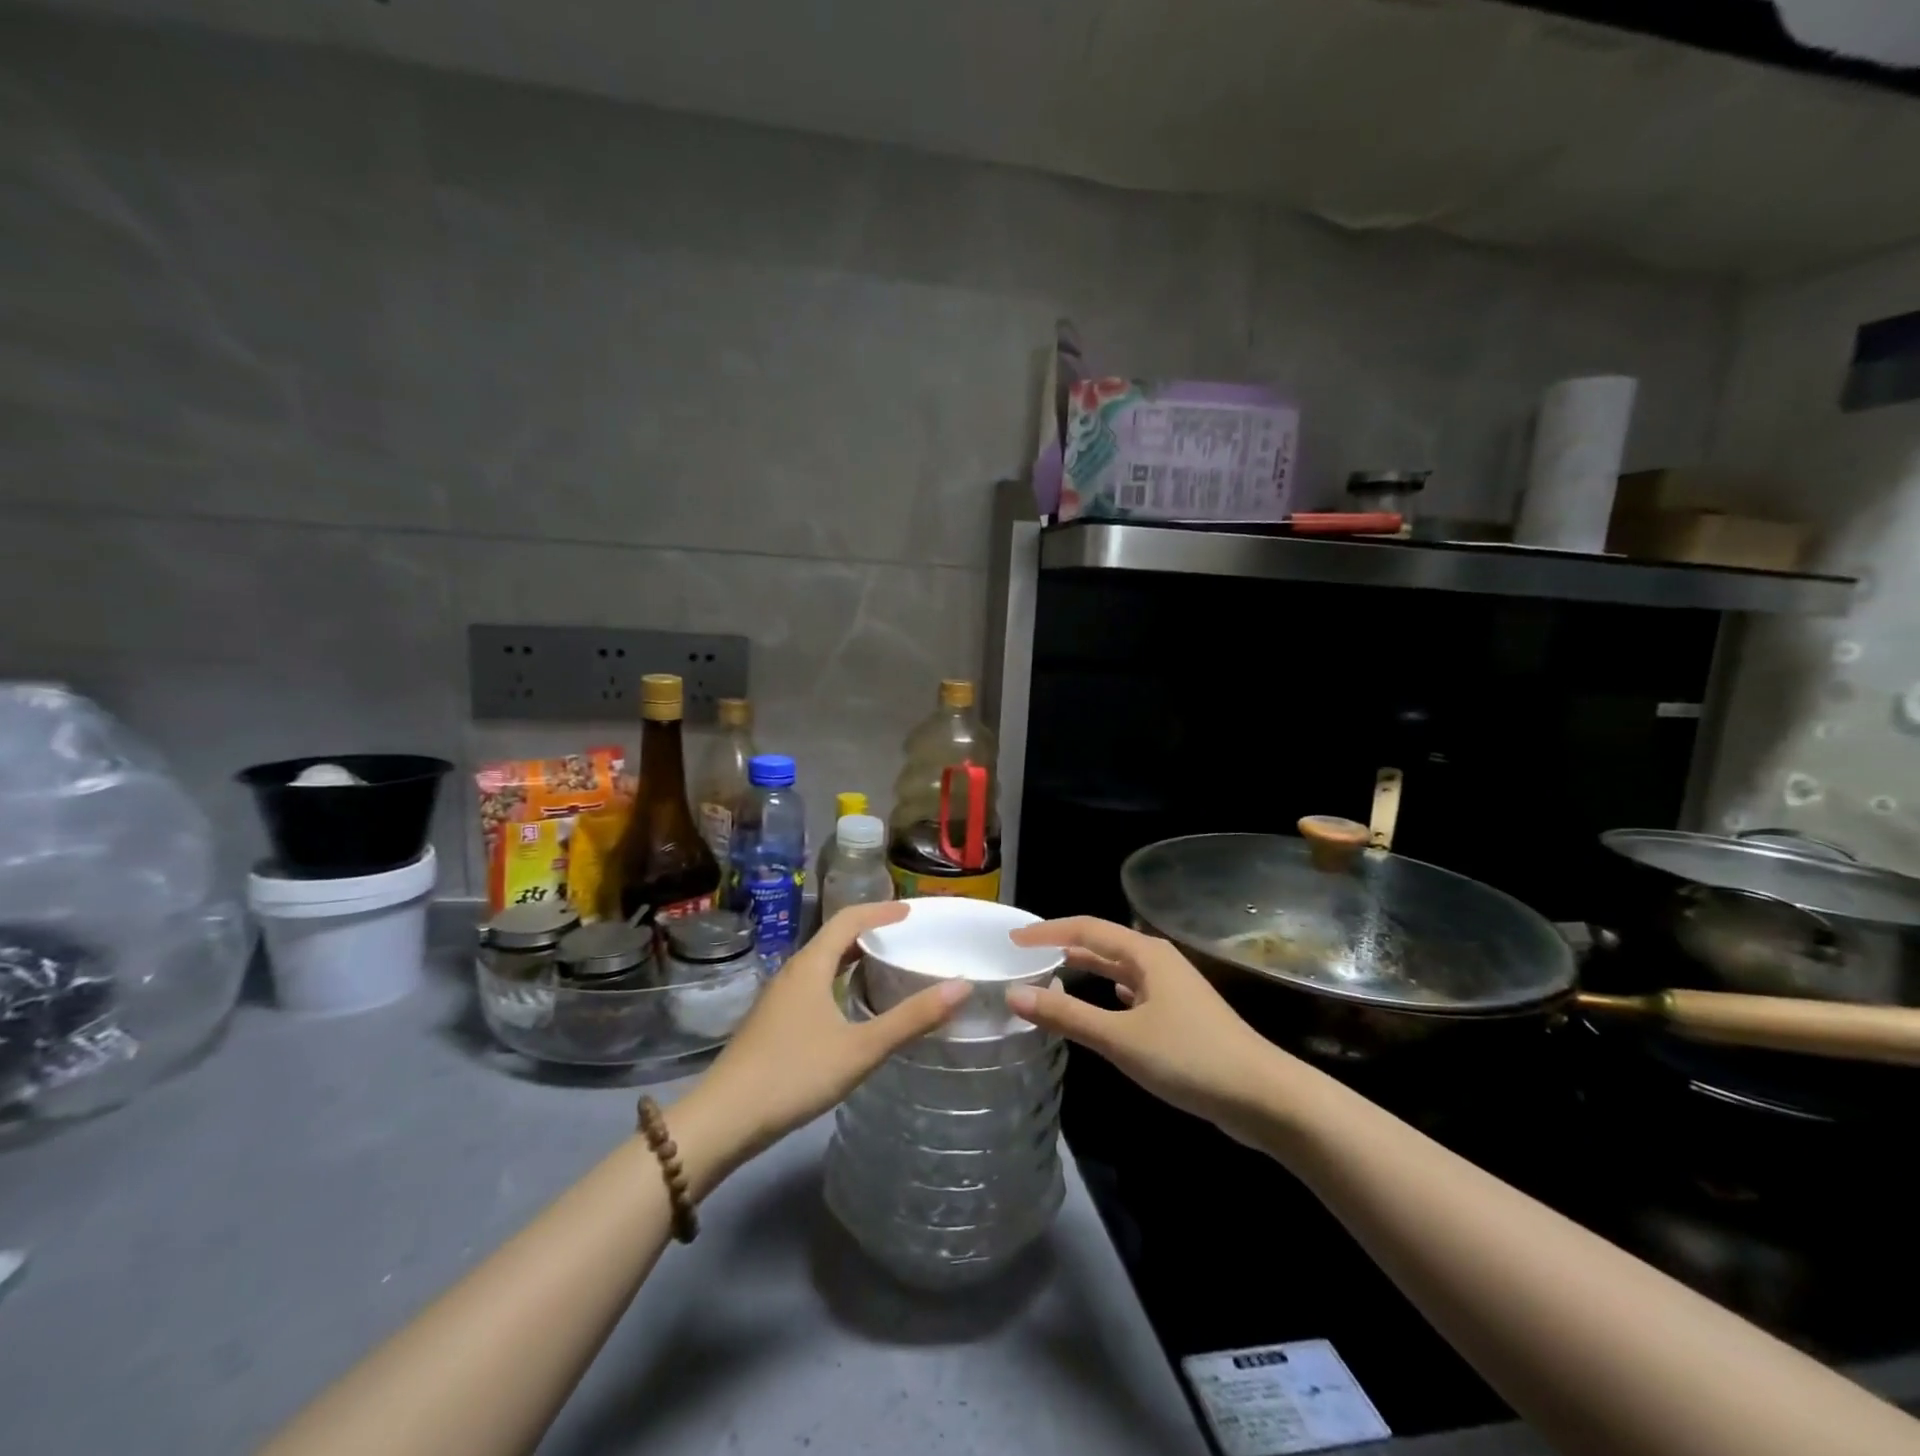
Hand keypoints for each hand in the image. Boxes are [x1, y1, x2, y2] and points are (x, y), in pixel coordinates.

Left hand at [672, 902, 967, 1190]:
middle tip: (905, 937)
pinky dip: (839, 981)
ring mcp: (779, 998)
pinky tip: (851, 1008)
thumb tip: (961, 986)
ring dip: (853, 957)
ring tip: (885, 966)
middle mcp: (793, 972)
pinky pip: (813, 984)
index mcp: (811, 965)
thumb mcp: (861, 1049)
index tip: (912, 911)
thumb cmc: (794, 1074)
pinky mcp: (772, 1022)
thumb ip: (911, 1019)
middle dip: (870, 931)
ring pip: (822, 963)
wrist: (723, 1119)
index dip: (881, 911)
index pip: (849, 919)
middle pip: (834, 937)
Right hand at [1005, 917, 1287, 1142]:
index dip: (1047, 932)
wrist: (1263, 1097)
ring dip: (1087, 969)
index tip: (1012, 941)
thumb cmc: (1189, 1058)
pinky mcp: (1181, 1014)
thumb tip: (1014, 995)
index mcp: (1144, 953)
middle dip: (1064, 946)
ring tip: (1052, 974)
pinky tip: (1103, 1000)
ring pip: (1118, 968)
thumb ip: (1067, 1016)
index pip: (1085, 929)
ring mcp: (1172, 987)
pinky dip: (1109, 991)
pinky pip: (1133, 991)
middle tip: (1026, 957)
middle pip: (1102, 944)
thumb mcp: (1120, 1038)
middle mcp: (1158, 961)